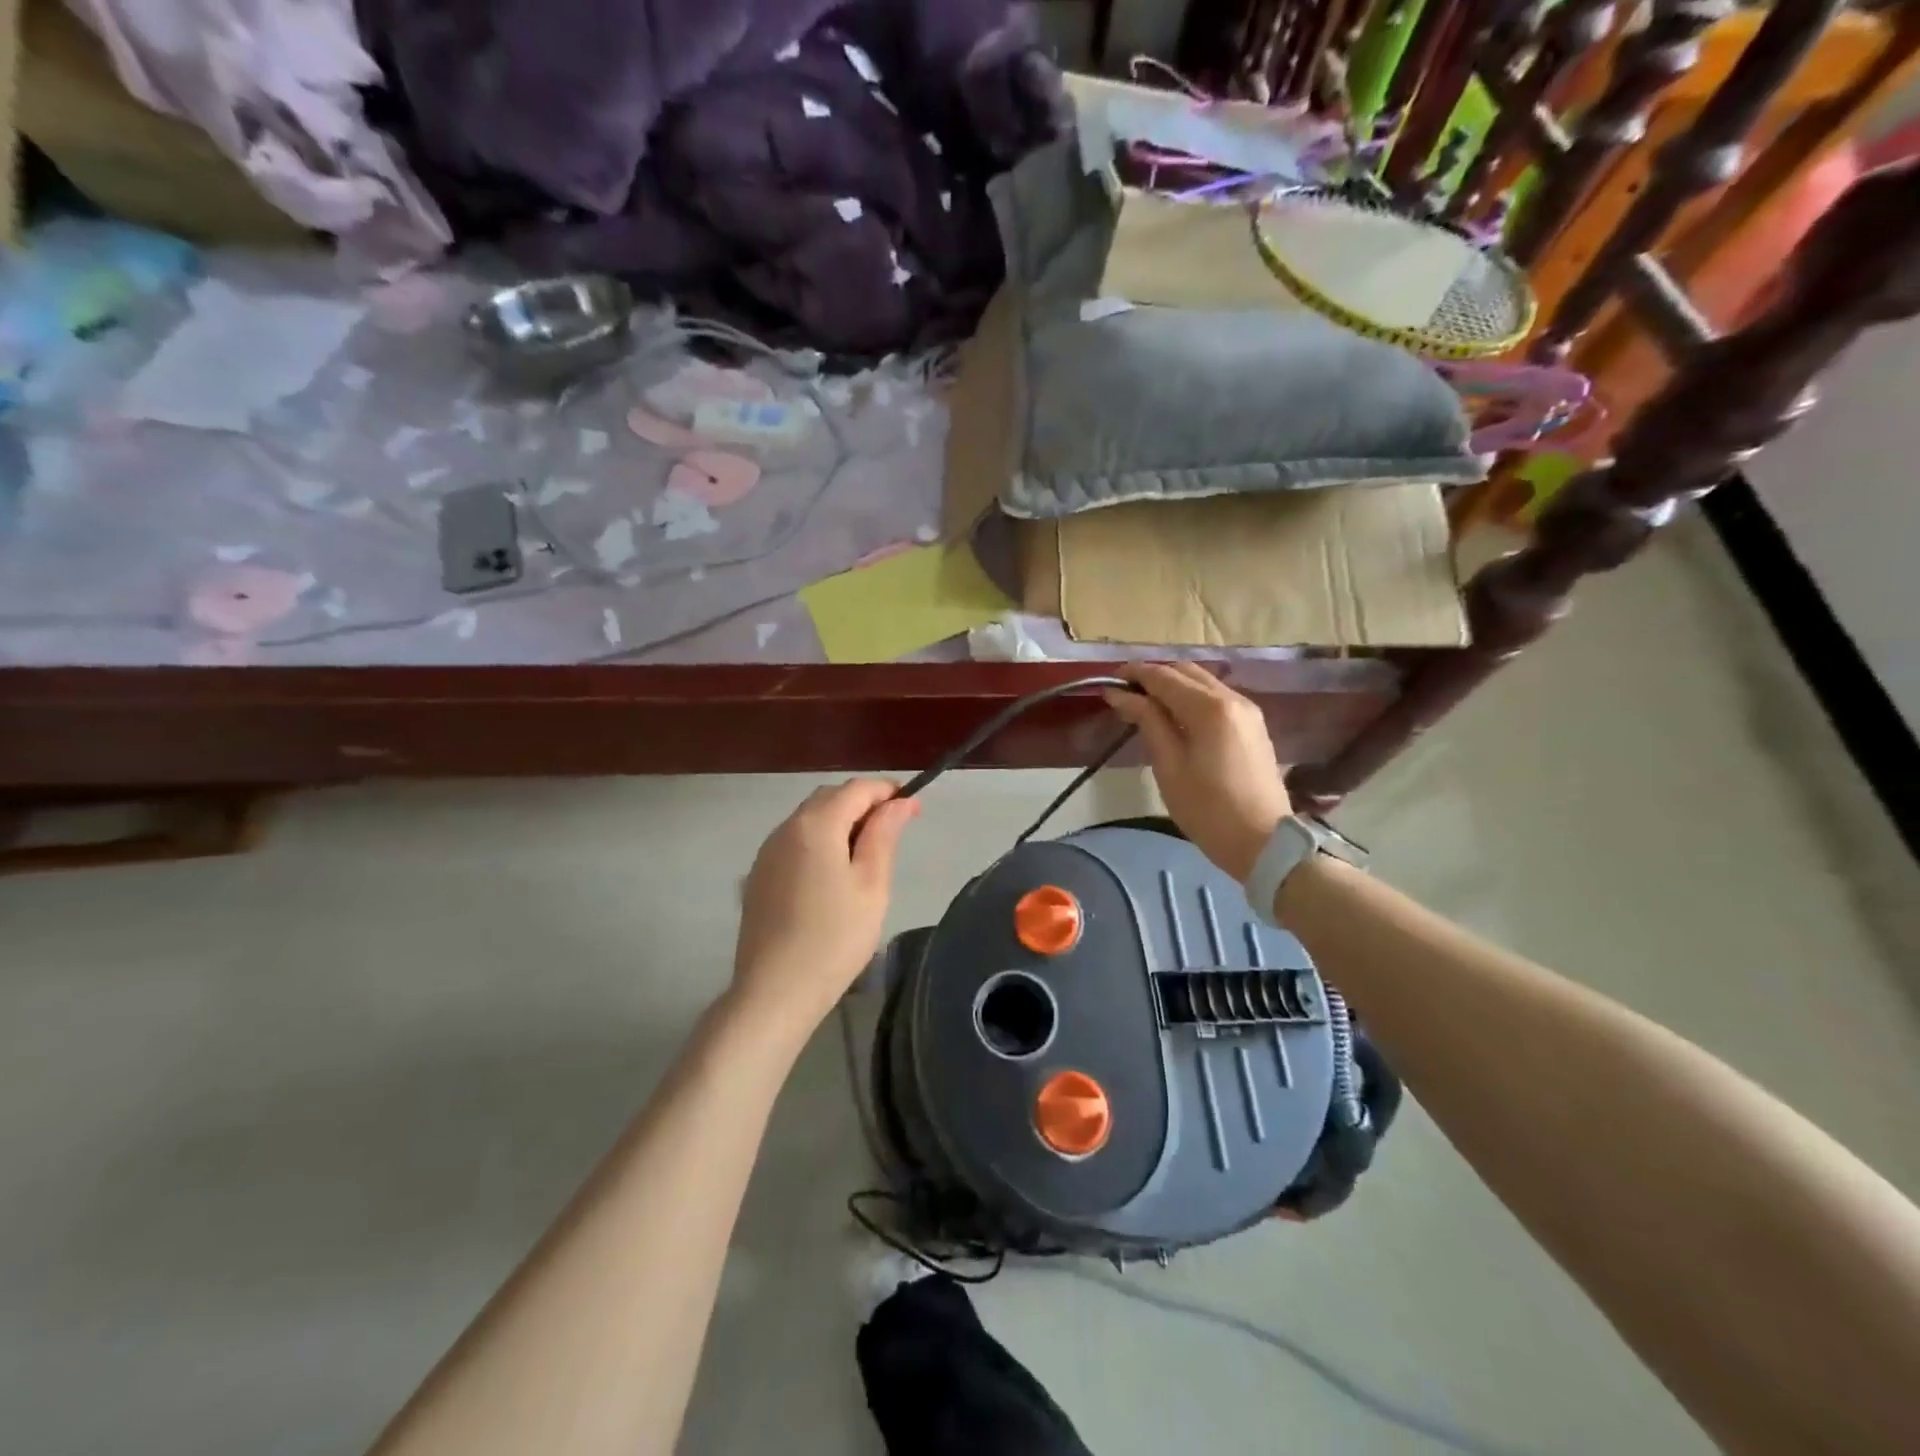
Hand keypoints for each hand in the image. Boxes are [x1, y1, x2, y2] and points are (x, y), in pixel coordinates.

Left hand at [730, 779, 918, 1036]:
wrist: (775, 991)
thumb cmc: (835, 938)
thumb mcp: (871, 885)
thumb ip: (884, 835)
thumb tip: (901, 802)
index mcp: (816, 825)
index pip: (856, 789)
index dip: (887, 791)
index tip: (913, 808)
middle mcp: (786, 828)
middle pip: (829, 798)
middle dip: (863, 804)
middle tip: (893, 831)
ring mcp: (767, 852)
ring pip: (809, 819)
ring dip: (839, 822)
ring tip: (866, 854)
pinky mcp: (758, 876)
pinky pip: (793, 842)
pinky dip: (818, 841)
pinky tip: (832, 874)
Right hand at [1103, 664, 1291, 881]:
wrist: (1263, 842)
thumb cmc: (1207, 809)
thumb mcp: (1169, 766)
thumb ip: (1147, 722)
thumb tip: (1120, 694)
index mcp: (1210, 708)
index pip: (1164, 677)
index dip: (1134, 675)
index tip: (1108, 682)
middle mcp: (1232, 698)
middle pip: (1186, 672)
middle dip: (1153, 676)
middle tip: (1124, 694)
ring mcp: (1248, 710)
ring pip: (1203, 682)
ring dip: (1173, 685)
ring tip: (1145, 705)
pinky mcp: (1253, 725)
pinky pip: (1217, 697)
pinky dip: (1192, 697)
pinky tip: (1175, 716)